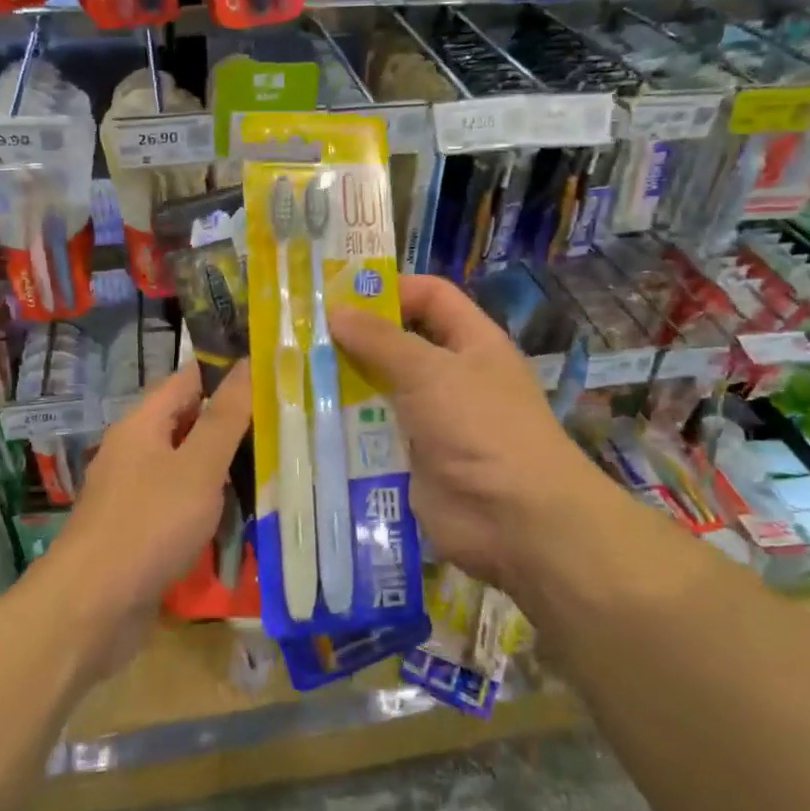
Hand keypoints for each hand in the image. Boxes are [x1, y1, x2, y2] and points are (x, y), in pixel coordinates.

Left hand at [41, 360, 251, 675]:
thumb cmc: (148, 526)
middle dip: (236, 421)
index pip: (191, 378)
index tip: (276, 372)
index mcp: (143, 423)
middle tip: (287, 422)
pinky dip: (212, 503)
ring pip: (190, 465)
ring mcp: (136, 492)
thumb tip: (248, 363)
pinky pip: (183, 502)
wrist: (90, 611)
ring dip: (227, 465)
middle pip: (191, 421)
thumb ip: (226, 417)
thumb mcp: (198, 466)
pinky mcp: (141, 530)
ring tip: (277, 465)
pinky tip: (244, 514)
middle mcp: (136, 450)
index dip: (231, 371)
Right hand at [330, 276, 604, 598]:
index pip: (431, 297)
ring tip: (294, 376)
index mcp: (471, 342)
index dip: (391, 289)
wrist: (516, 521)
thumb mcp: (429, 372)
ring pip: (382, 391)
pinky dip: (348, 429)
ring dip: (345, 385)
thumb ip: (380, 340)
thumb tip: (335, 311)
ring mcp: (433, 421)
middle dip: (356, 339)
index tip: (338, 295)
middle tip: (301, 335)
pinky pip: (376, 436)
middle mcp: (452, 376)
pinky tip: (309, 422)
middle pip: (400, 344)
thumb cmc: (481, 427)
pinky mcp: (414, 460)